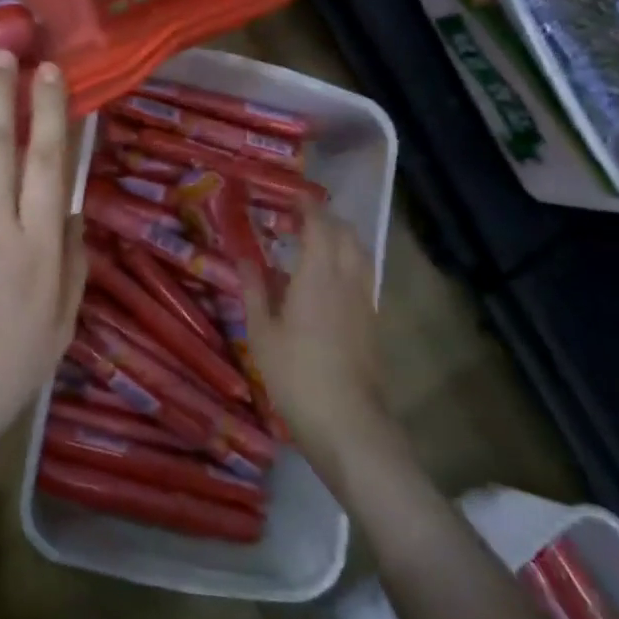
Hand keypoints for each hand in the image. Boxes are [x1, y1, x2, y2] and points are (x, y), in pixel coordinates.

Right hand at [241, 209, 397, 473]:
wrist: (348, 422)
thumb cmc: (296, 374)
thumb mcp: (262, 332)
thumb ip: (254, 289)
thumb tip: (245, 255)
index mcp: (318, 276)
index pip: (320, 226)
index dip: (308, 207)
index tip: (291, 197)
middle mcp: (348, 280)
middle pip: (346, 235)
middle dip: (326, 219)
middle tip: (299, 219)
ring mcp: (365, 302)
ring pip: (360, 255)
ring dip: (341, 240)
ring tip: (315, 245)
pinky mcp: (373, 323)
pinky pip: (363, 277)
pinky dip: (347, 264)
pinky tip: (328, 282)